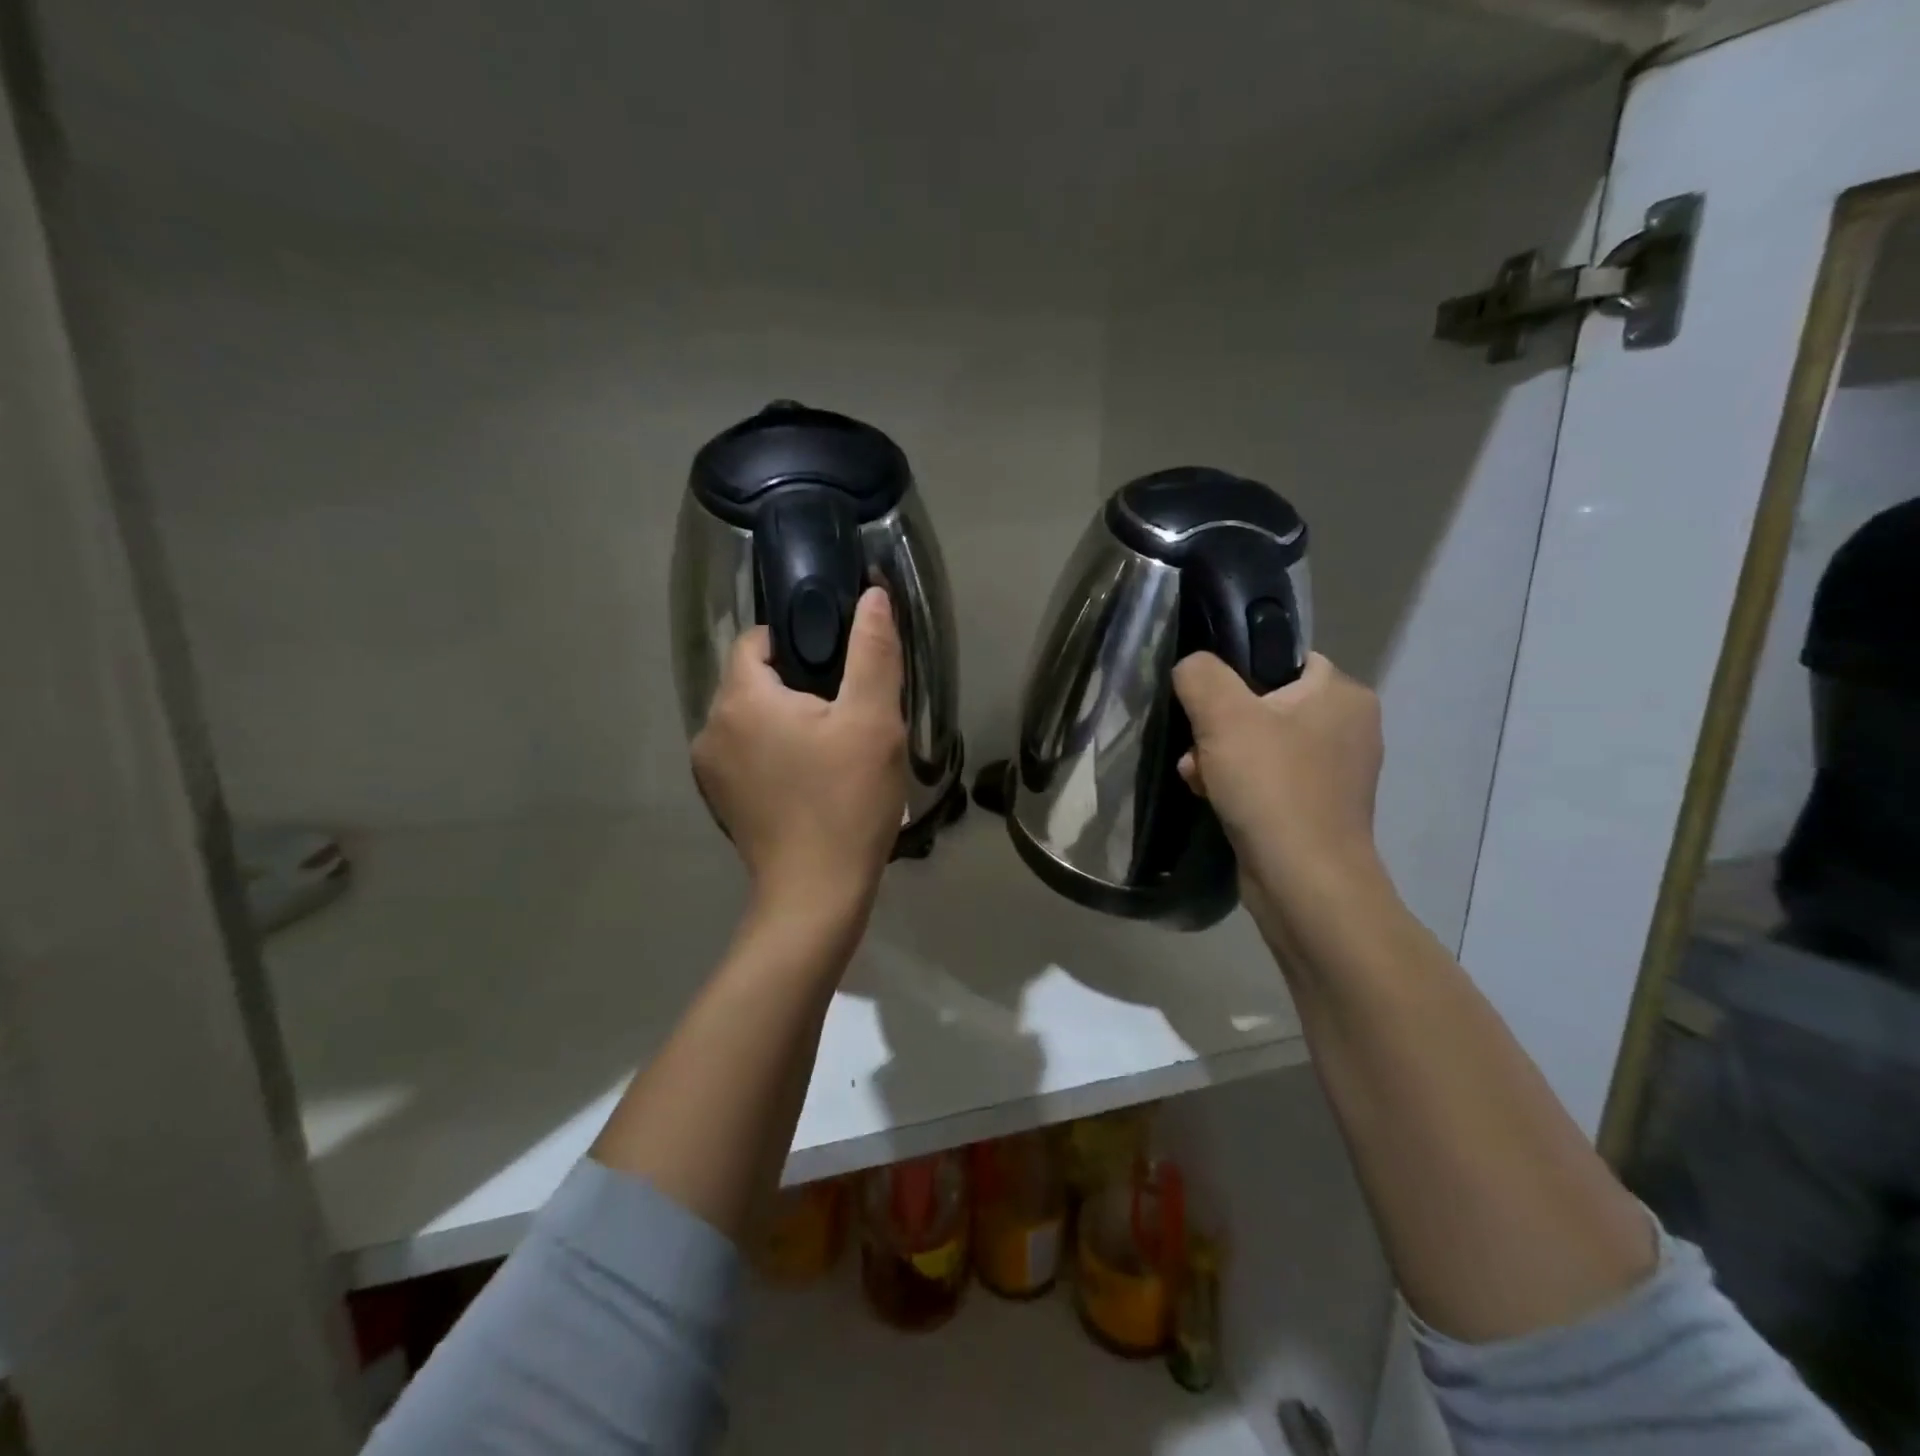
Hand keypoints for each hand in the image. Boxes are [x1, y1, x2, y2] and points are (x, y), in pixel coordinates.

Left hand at [692, 587, 907, 922]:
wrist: (816, 893)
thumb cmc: (847, 800)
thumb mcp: (873, 720)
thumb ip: (872, 650)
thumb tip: (871, 595)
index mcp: (740, 698)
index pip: (757, 639)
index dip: (799, 641)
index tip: (839, 668)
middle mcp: (710, 727)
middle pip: (752, 680)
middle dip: (797, 684)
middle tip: (846, 712)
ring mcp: (709, 769)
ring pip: (750, 719)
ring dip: (785, 721)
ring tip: (832, 748)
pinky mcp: (719, 800)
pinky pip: (745, 754)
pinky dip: (772, 753)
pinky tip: (809, 780)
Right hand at [1172, 651, 1385, 930]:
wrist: (1304, 881)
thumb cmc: (1272, 786)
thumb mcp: (1224, 715)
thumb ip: (1201, 675)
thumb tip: (1192, 667)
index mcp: (1343, 694)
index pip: (1282, 659)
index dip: (1237, 675)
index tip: (1207, 703)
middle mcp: (1349, 728)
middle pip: (1264, 705)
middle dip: (1219, 727)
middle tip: (1198, 750)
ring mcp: (1336, 773)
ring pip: (1261, 745)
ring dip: (1220, 758)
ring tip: (1198, 779)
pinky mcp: (1318, 809)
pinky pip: (1269, 780)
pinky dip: (1238, 786)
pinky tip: (1213, 799)